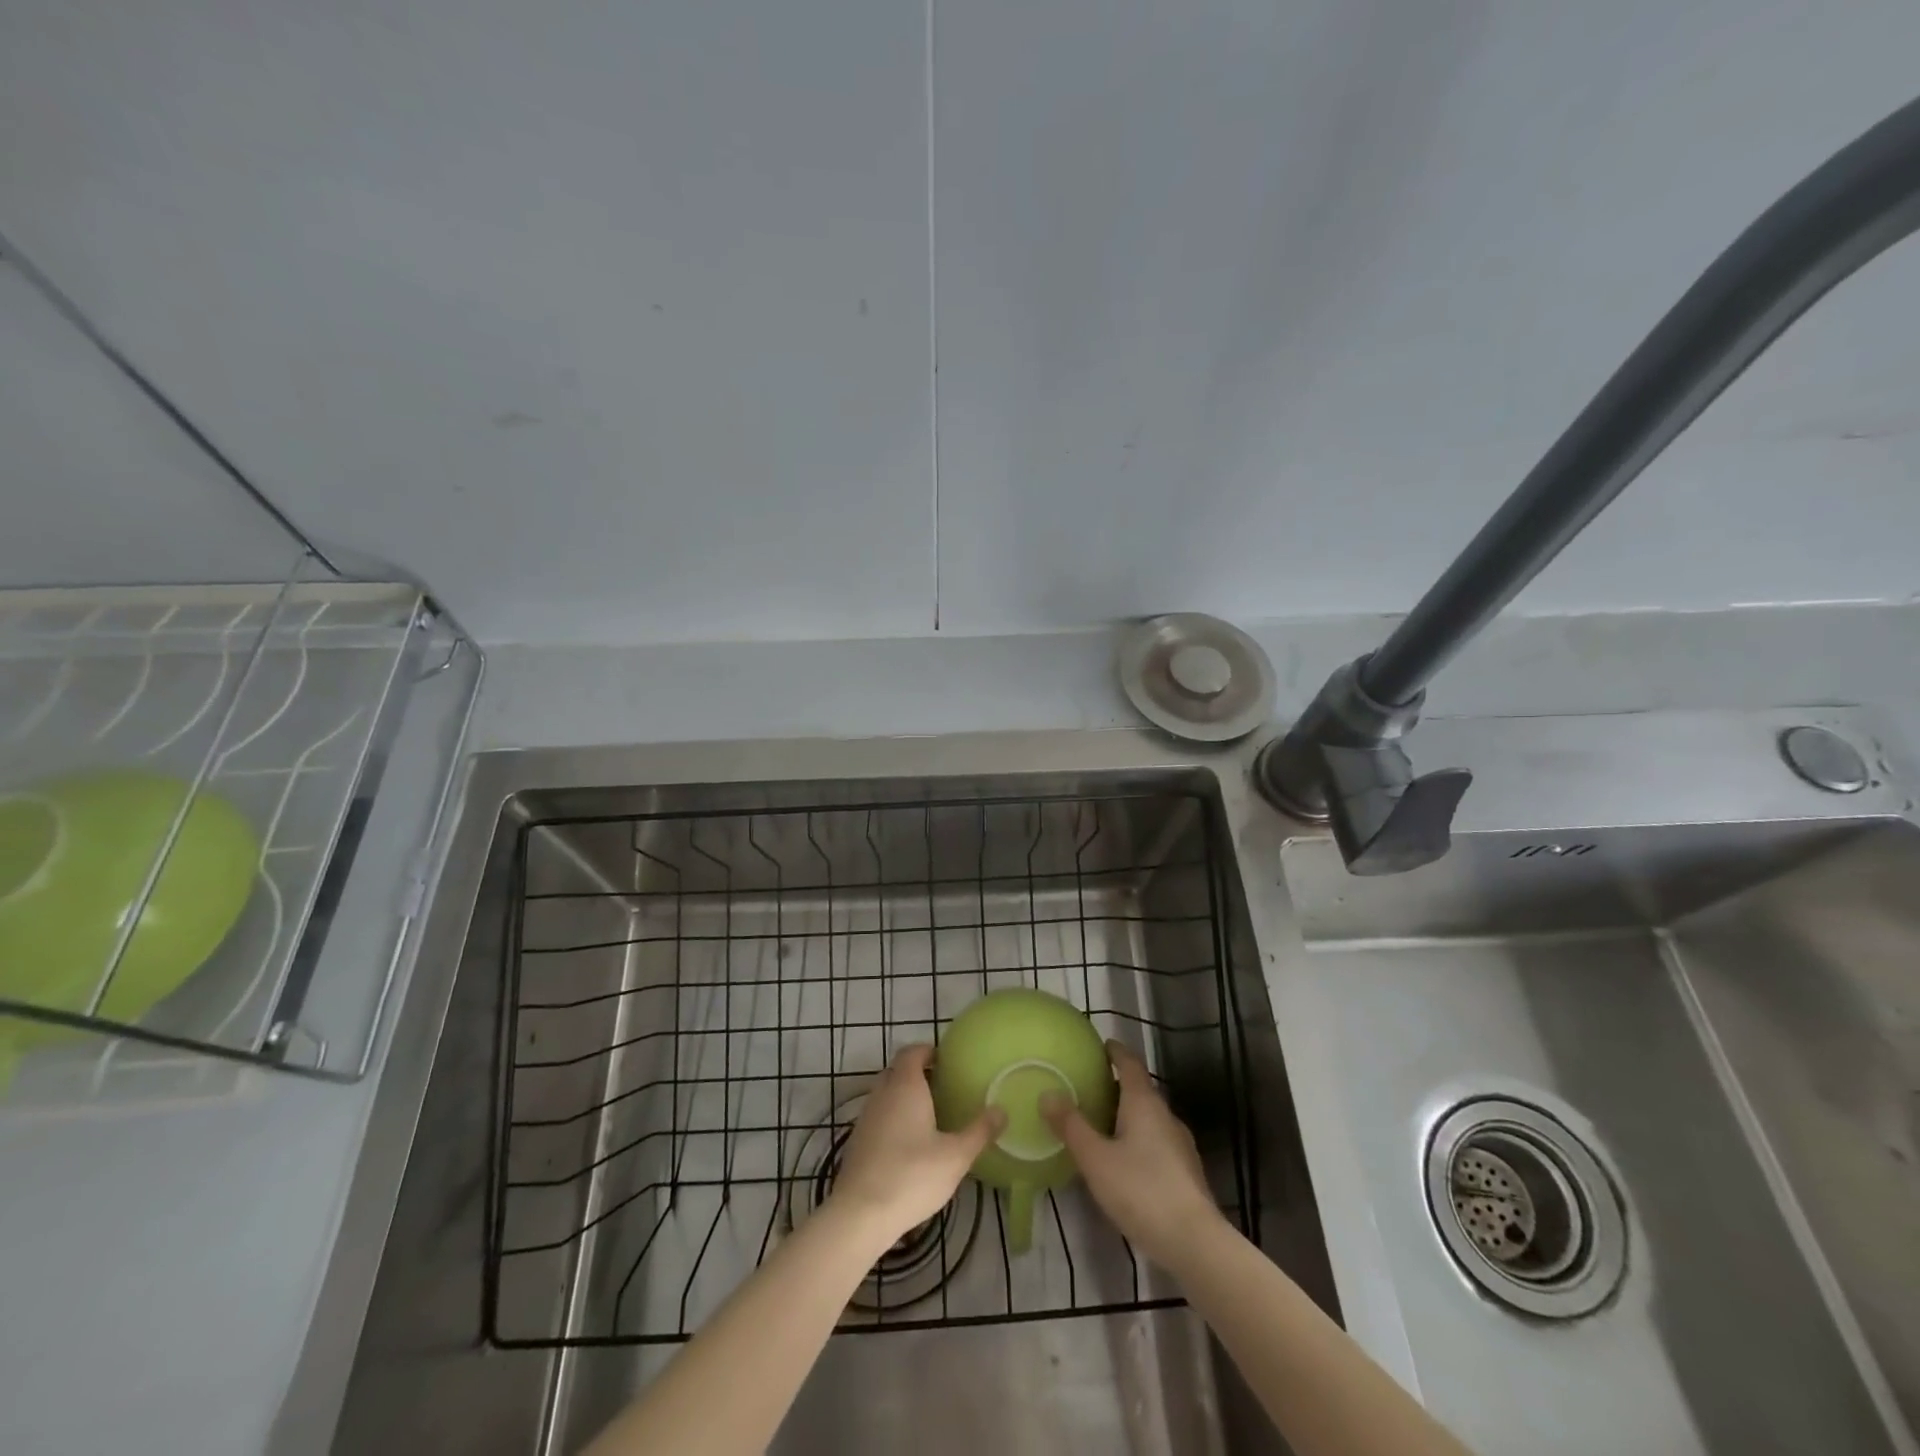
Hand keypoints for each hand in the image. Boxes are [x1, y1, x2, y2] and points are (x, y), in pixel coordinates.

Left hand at [832, 1045, 1004, 1240]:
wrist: (860, 1214)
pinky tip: (908, 1145)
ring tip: (929, 1117)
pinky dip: (892, 1120)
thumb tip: (1001, 1110)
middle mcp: (882, 1094)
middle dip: (917, 1074)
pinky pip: (878, 1117)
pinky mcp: (857, 1142)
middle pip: (897, 1071)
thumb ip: (979, 1131)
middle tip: (942, 1088)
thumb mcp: (955, 1156)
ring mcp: (865, 1117)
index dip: (927, 1051)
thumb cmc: (912, 1175)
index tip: (945, 1061)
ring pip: (885, 1095)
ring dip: (904, 1098)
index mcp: (905, 1086)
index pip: (911, 1052)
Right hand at [1042, 1041, 1223, 1269]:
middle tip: (1091, 1087)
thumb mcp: (1095, 1158)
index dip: (1116, 1052)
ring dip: (1128, 1115)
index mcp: (1144, 1103)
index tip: (1103, 1045)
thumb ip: (1071, 1126)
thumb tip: (1048, 1093)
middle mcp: (1165, 1116)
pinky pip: (1157, 1142)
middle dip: (1118, 1086)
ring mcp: (1180, 1144)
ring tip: (1102, 1124)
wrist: (1195, 1242)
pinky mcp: (1186, 1172)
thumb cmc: (1141, 1190)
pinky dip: (1139, 1140)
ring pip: (1150, 1118)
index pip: (1130, 1064)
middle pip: (1141, 1090)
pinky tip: (1124, 1161)